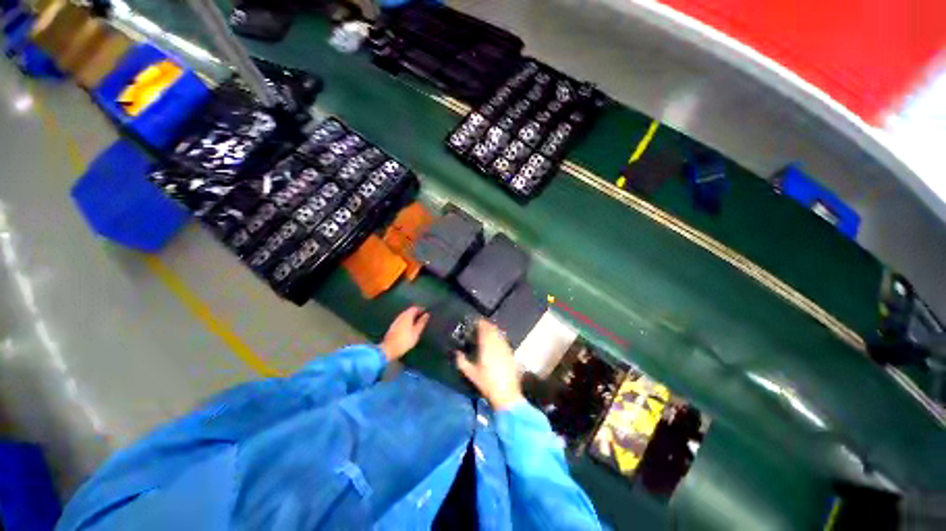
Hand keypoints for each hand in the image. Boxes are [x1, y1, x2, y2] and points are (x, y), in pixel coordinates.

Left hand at [379, 306, 429, 360]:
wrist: (389, 349)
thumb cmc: (405, 340)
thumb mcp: (416, 332)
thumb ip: (421, 322)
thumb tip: (427, 314)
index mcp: (407, 315)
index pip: (415, 308)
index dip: (421, 309)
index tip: (426, 312)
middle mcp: (400, 316)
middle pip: (409, 311)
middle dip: (416, 313)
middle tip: (422, 317)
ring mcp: (396, 321)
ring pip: (405, 316)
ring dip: (411, 317)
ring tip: (417, 322)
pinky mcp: (393, 327)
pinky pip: (402, 320)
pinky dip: (407, 321)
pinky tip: (409, 327)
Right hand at [455, 319, 523, 410]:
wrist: (506, 394)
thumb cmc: (486, 383)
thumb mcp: (470, 373)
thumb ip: (461, 361)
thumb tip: (457, 353)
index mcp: (486, 346)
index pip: (484, 328)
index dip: (480, 323)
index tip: (475, 322)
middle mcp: (497, 343)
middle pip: (492, 329)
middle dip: (486, 325)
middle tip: (479, 326)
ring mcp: (505, 347)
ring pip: (499, 333)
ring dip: (493, 330)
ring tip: (487, 333)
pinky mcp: (510, 353)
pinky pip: (503, 340)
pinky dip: (498, 338)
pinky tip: (495, 343)